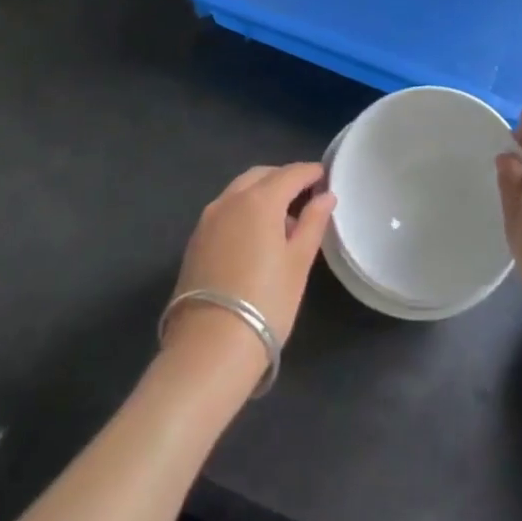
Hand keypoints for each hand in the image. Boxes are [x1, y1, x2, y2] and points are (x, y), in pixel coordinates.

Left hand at [164, 163, 334, 375]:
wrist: (209, 347)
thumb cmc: (266, 302)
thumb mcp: (299, 262)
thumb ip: (313, 223)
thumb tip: (326, 196)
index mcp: (259, 200)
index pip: (290, 173)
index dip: (310, 173)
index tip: (325, 177)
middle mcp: (229, 200)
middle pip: (261, 176)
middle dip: (284, 179)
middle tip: (305, 196)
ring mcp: (207, 219)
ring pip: (239, 191)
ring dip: (262, 193)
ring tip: (283, 219)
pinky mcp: (195, 240)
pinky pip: (225, 209)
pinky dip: (244, 209)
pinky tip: (256, 236)